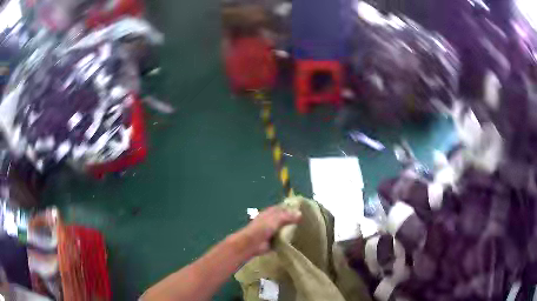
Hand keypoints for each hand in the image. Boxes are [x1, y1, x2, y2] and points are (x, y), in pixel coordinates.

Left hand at [237, 206, 301, 256]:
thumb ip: (287, 216)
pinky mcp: (274, 240)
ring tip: (305, 230)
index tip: (305, 209)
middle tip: (308, 221)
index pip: (283, 207)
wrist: (252, 244)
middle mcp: (272, 220)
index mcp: (271, 212)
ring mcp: (273, 231)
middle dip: (294, 219)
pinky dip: (289, 239)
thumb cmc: (262, 228)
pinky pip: (284, 238)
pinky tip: (298, 239)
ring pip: (285, 228)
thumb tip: (300, 213)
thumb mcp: (276, 219)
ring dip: (292, 229)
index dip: (292, 207)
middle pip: (285, 218)